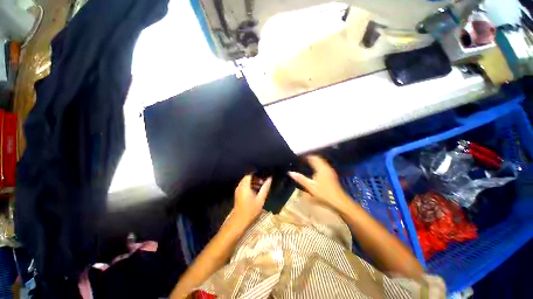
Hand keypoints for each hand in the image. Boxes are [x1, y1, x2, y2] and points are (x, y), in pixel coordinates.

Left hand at [233, 175, 271, 224]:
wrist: (239, 220)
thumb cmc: (251, 210)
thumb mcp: (260, 199)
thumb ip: (265, 188)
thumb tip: (270, 178)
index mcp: (245, 186)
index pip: (250, 174)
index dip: (257, 173)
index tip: (263, 176)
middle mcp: (240, 186)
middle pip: (247, 177)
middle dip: (256, 178)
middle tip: (263, 182)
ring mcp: (238, 190)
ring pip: (246, 181)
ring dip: (253, 182)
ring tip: (261, 186)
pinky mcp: (238, 193)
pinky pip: (244, 185)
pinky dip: (250, 186)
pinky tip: (256, 191)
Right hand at [288, 155, 349, 210]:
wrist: (339, 202)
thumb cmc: (324, 194)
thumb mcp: (310, 187)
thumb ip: (300, 179)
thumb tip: (290, 172)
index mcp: (321, 168)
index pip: (313, 158)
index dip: (306, 156)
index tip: (299, 157)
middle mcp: (326, 167)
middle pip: (318, 158)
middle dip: (310, 158)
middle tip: (301, 159)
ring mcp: (330, 171)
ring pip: (321, 162)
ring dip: (314, 161)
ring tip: (306, 163)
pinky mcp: (331, 175)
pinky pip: (323, 166)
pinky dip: (317, 165)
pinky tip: (314, 170)